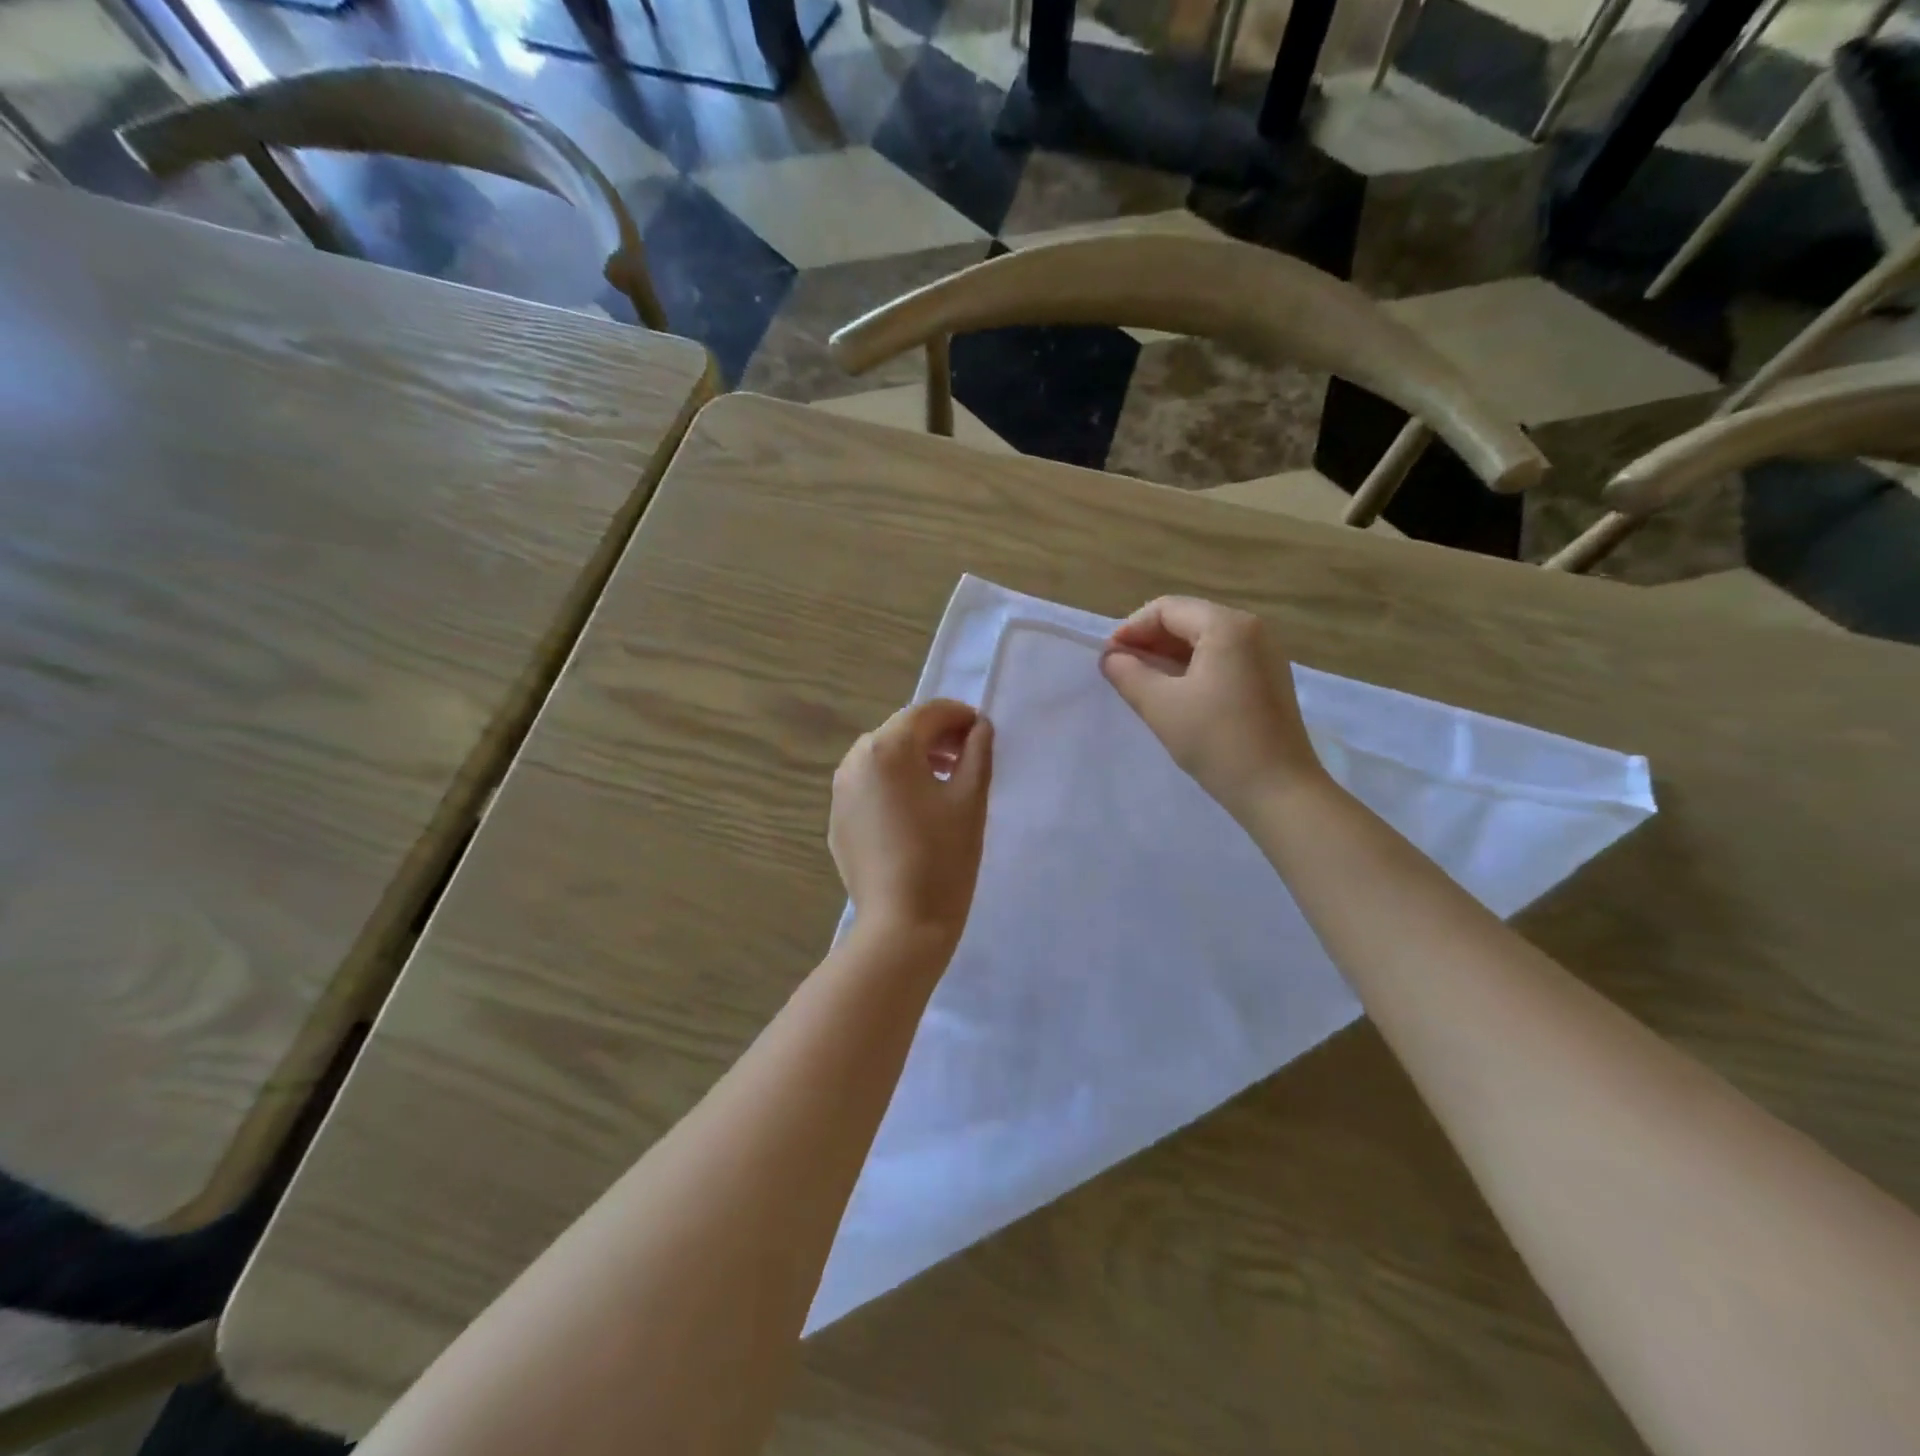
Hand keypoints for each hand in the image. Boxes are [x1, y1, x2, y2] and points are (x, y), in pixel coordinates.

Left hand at [830, 699, 993, 949]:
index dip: (958, 715)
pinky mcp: (838, 818)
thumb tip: (979, 727)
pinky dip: (894, 783)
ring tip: (945, 780)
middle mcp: (855, 760)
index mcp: (887, 748)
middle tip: (968, 755)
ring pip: (881, 757)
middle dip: (936, 736)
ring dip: (914, 759)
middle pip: (900, 732)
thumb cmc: (943, 857)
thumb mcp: (971, 799)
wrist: (901, 925)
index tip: (981, 731)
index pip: (926, 713)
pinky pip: (869, 785)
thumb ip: (977, 752)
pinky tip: (916, 810)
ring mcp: (840, 791)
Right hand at [1100, 596, 1325, 814]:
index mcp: (1227, 626)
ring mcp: (1265, 654)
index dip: (1131, 629)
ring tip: (1141, 683)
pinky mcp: (1268, 678)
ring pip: (1204, 640)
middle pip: (1188, 619)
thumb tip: (1110, 657)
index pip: (1167, 609)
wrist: (1278, 790)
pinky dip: (1192, 667)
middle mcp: (1252, 629)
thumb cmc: (1216, 741)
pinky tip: (1174, 694)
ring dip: (1168, 655)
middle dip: (1149, 640)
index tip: (1107, 658)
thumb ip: (1128, 673)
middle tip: (1120, 670)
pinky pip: (1222, 658)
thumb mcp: (1160, 705)